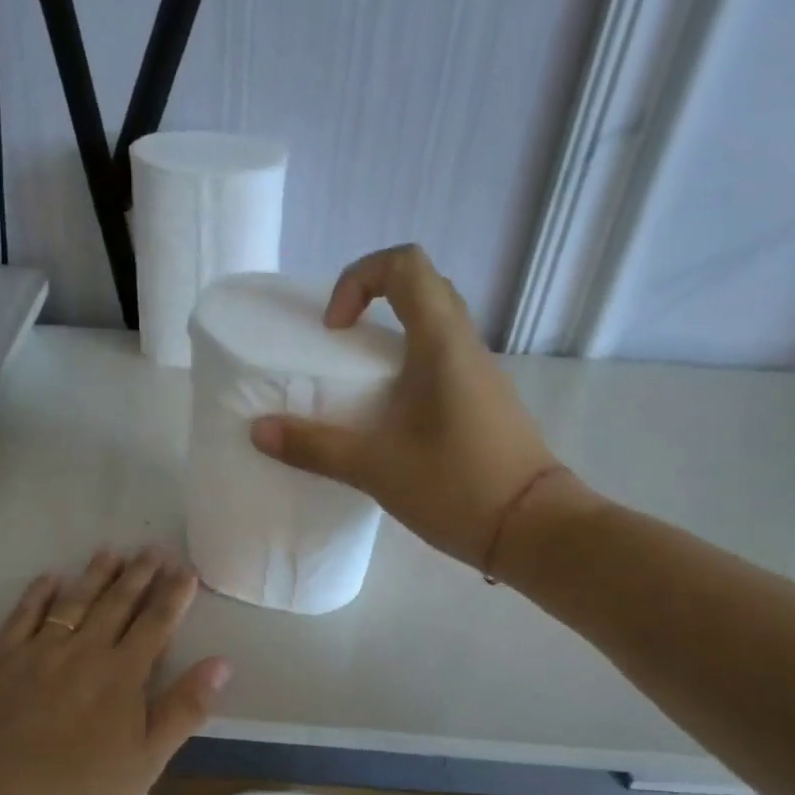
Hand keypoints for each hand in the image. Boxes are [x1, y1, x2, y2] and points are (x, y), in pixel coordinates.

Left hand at [0, 548, 230, 794]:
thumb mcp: (146, 765)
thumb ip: (183, 709)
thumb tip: (222, 663)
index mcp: (122, 677)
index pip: (155, 625)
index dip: (173, 596)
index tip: (185, 570)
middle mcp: (82, 653)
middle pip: (116, 604)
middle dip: (139, 575)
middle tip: (153, 549)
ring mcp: (37, 655)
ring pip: (73, 602)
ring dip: (95, 576)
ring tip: (111, 552)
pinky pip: (21, 617)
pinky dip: (38, 594)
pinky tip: (49, 579)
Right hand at [249, 244, 597, 572]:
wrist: (534, 529)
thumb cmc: (457, 486)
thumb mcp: (375, 468)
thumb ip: (315, 446)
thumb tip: (259, 431)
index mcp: (442, 344)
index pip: (405, 265)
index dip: (359, 279)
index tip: (335, 330)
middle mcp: (466, 347)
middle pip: (422, 289)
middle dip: (373, 303)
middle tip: (340, 346)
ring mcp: (480, 376)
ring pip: (435, 328)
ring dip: (391, 340)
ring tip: (358, 389)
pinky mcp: (485, 405)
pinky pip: (443, 364)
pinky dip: (409, 371)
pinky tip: (390, 422)